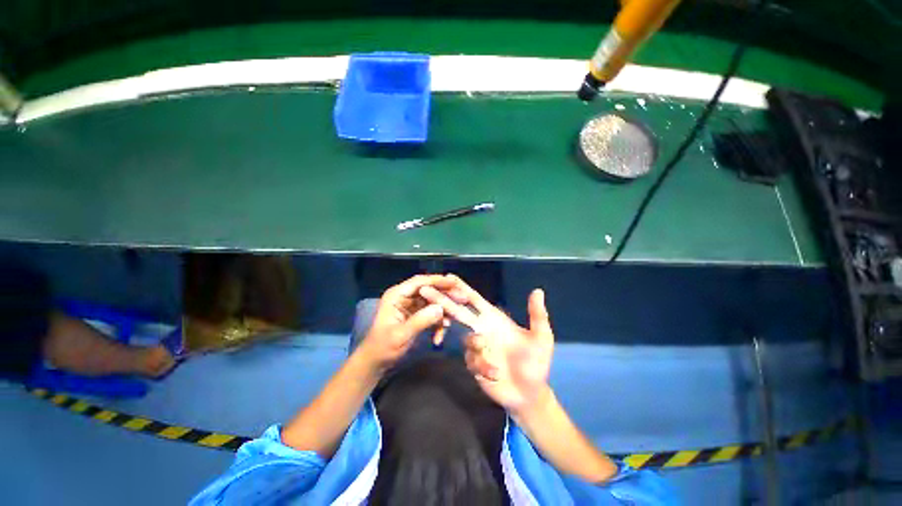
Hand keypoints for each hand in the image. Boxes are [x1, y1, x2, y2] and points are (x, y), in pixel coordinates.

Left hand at [355, 275, 453, 372]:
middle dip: (445, 296)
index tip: (454, 284)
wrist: (375, 363)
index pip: (420, 282)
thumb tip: (441, 308)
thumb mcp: (401, 335)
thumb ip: (420, 321)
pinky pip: (431, 313)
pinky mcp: (416, 315)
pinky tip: (439, 337)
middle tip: (463, 300)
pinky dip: (437, 323)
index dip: (437, 281)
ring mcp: (411, 306)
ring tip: (452, 322)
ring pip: (432, 302)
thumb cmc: (383, 348)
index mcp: (397, 295)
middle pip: (429, 290)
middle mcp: (405, 296)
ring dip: (443, 312)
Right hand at [419, 276, 553, 414]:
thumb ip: (537, 315)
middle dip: (442, 300)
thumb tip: (538, 290)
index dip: (462, 288)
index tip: (448, 277)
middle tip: (425, 290)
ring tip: (496, 366)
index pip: (474, 299)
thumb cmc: (536, 363)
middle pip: (458, 311)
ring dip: (479, 351)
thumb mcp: (541, 338)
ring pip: (466, 340)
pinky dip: (483, 367)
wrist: (529, 394)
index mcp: (494, 318)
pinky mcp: (473, 363)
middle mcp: (482, 328)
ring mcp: (476, 347)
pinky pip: (471, 360)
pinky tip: (496, 375)